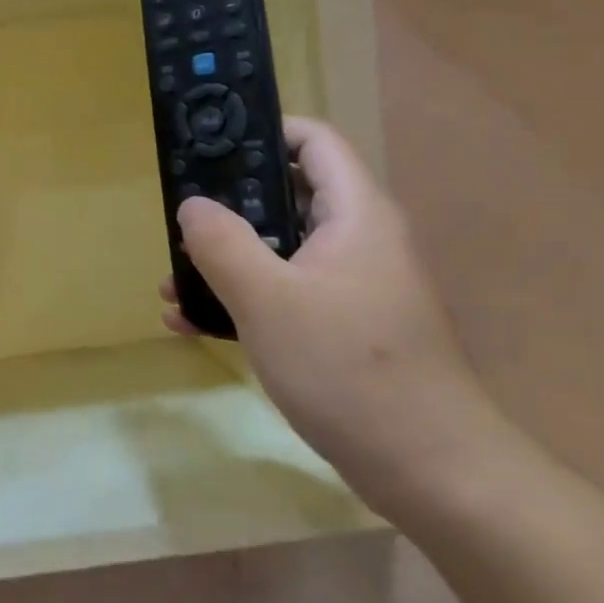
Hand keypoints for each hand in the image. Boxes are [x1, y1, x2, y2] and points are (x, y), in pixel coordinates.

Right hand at [163, 116, 522, 526]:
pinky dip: (243, 299)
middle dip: (227, 208)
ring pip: (279, 251)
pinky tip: (193, 323)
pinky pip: (285, 294)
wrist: (431, 471)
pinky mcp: (344, 328)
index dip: (262, 131)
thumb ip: (222, 243)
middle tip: (177, 222)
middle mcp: (358, 240)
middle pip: (286, 196)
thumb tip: (193, 205)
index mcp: (355, 214)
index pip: (312, 141)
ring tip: (172, 282)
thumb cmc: (349, 368)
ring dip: (225, 261)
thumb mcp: (269, 300)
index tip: (207, 146)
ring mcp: (352, 287)